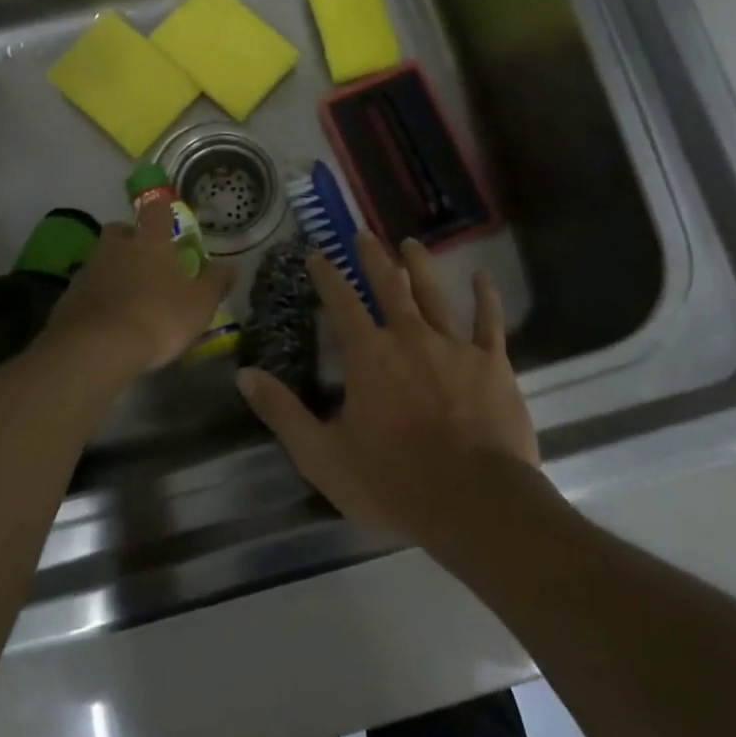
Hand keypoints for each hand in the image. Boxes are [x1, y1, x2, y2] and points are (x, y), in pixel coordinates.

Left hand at [44, 198, 236, 374]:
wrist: (96, 348)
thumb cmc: (158, 317)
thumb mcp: (200, 304)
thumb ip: (216, 282)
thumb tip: (230, 265)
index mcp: (150, 242)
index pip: (156, 211)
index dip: (162, 211)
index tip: (168, 219)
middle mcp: (116, 247)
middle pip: (120, 230)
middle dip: (131, 238)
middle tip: (146, 258)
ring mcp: (88, 270)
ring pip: (101, 259)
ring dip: (113, 269)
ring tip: (129, 294)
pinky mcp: (69, 297)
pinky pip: (88, 288)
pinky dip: (98, 297)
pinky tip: (109, 318)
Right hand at [236, 234, 540, 548]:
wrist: (474, 503)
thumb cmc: (393, 483)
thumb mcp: (322, 456)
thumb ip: (282, 412)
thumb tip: (243, 374)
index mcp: (368, 356)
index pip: (341, 302)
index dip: (327, 275)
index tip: (317, 253)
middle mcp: (409, 337)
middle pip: (389, 286)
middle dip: (373, 257)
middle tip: (364, 233)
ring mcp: (454, 346)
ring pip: (434, 294)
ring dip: (420, 266)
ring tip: (411, 243)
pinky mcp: (492, 363)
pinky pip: (489, 322)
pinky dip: (485, 297)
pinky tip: (482, 276)